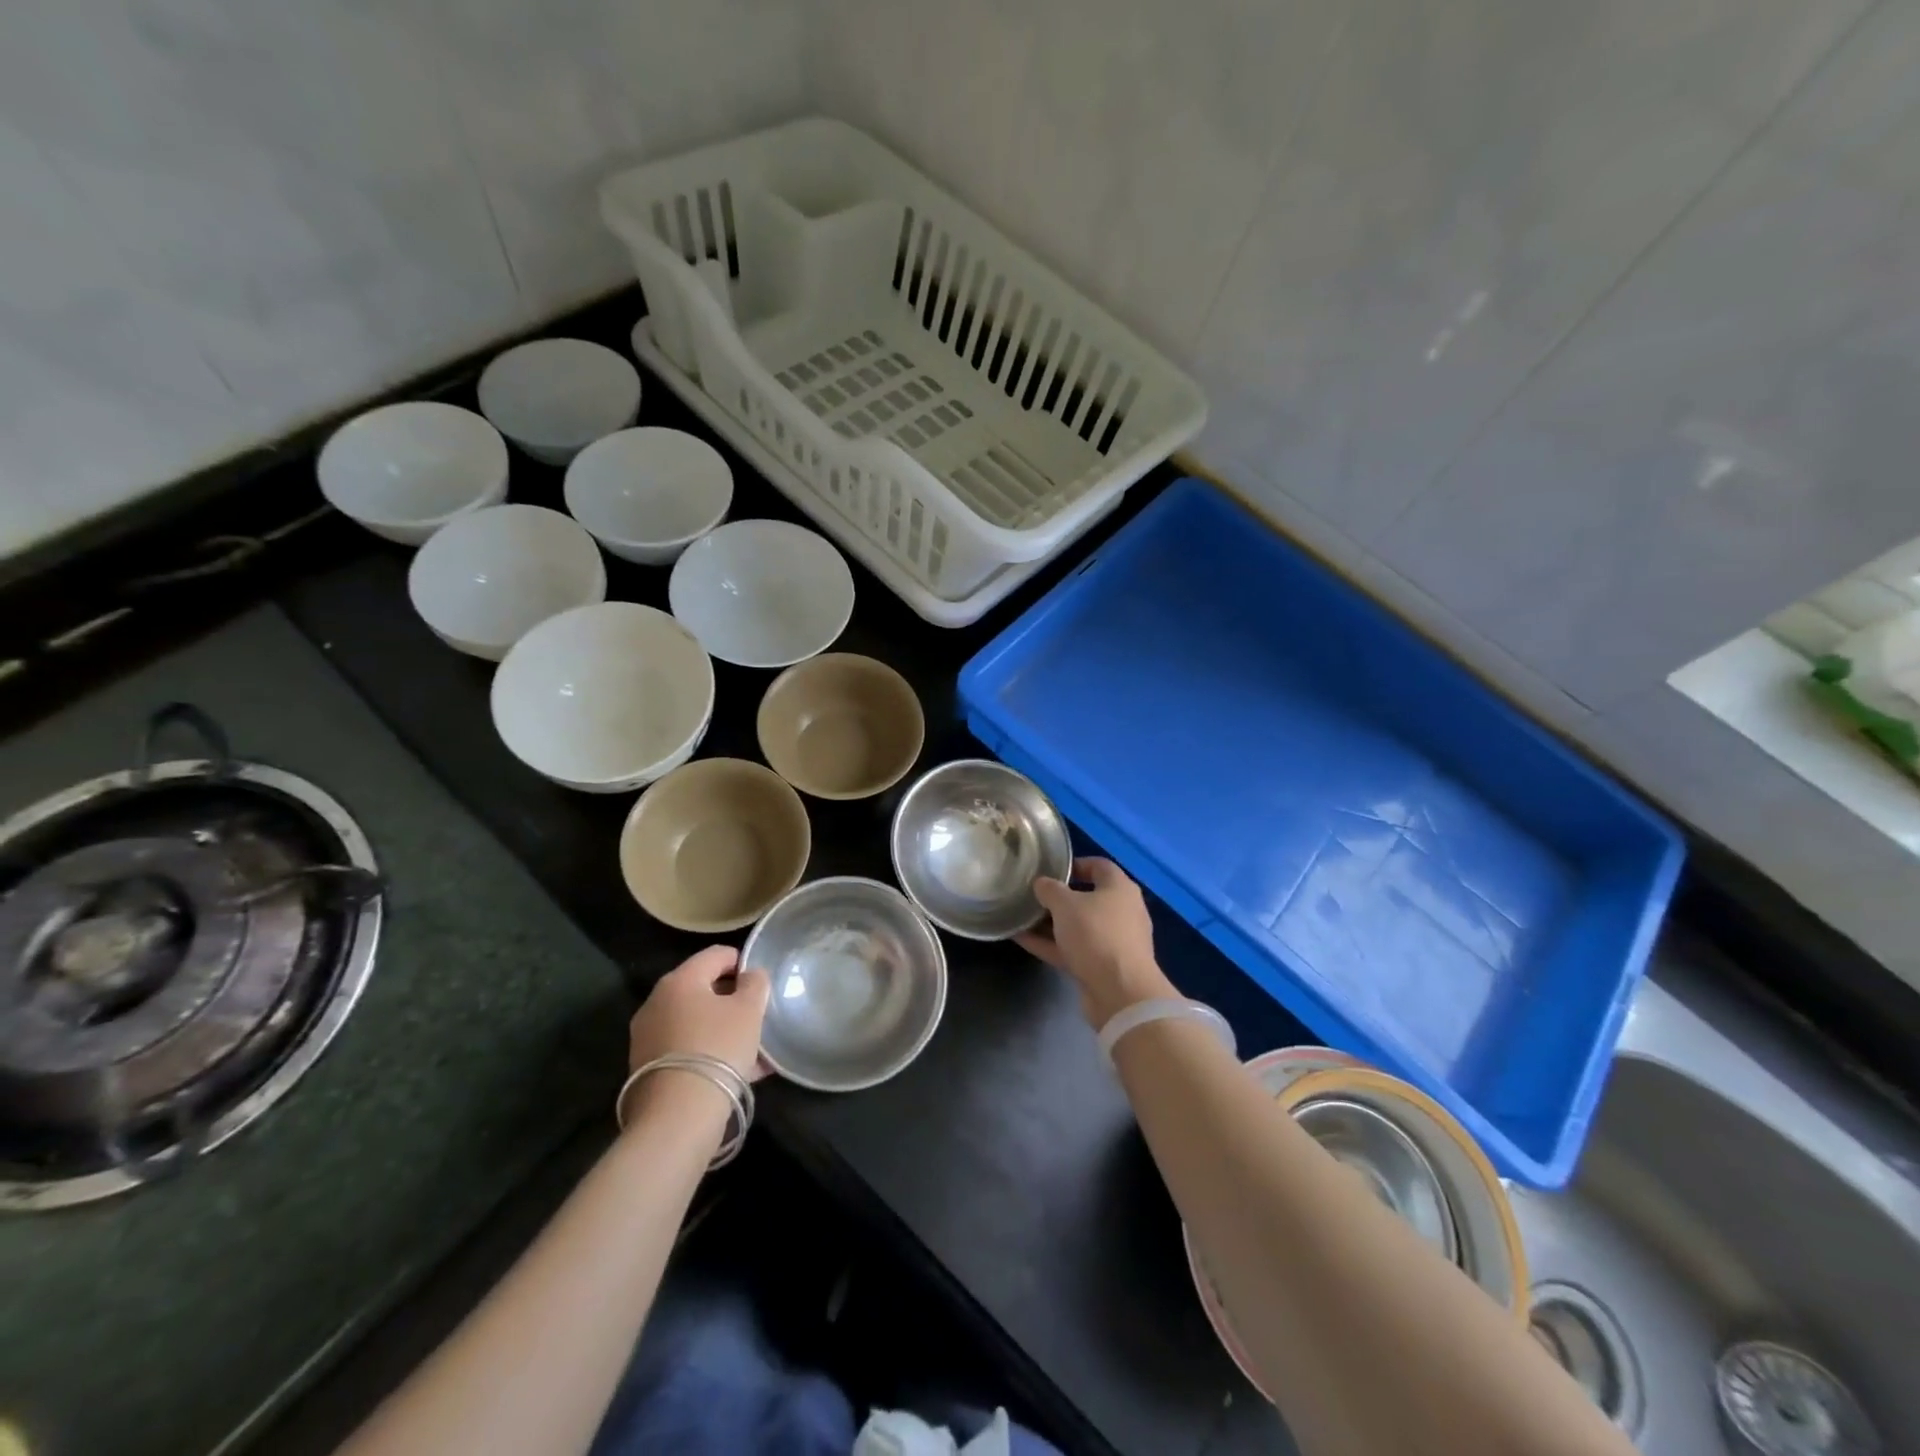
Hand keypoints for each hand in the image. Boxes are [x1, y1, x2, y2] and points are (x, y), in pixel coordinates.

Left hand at [626, 945, 769, 1081]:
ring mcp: (647, 1036)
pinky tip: (737, 1071)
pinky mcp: (646, 1068)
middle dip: (732, 1000)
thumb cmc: (717, 1049)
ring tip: (752, 1050)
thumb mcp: (749, 1010)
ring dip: (723, 1029)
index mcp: (680, 980)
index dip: (743, 963)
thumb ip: (755, 983)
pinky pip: (686, 1048)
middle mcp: (657, 1002)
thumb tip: (750, 976)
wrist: (677, 1116)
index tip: (761, 984)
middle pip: (703, 989)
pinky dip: (709, 1052)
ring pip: (695, 1022)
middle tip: (757, 1017)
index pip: (717, 954)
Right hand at [1016, 857, 1175, 1027]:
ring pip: (1078, 926)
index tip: (1050, 869)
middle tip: (1032, 894)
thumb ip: (1050, 889)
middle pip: (1087, 898)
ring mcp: (1113, 941)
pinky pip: (1072, 949)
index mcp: (1120, 889)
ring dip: (1051, 923)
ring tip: (1021, 916)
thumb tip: (1041, 884)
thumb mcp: (1065, 904)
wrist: (1120, 992)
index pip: (1099, 866)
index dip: (1075, 864)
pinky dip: (1050, 944)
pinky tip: (1022, 939)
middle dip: (1059, 897)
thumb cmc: (1096, 934)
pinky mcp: (1102, 967)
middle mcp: (1121, 912)